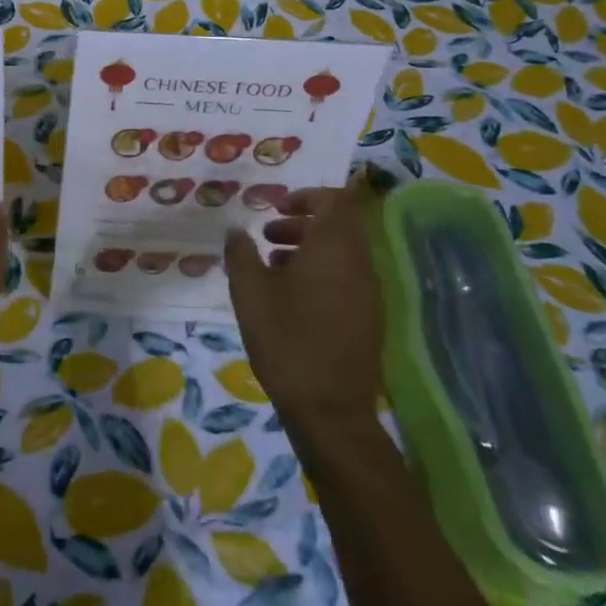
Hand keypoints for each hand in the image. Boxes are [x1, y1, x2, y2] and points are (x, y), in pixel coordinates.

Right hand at [224, 176, 384, 436]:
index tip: (278, 207)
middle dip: (303, 223)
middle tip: (267, 235)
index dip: (309, 195)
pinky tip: (288, 298)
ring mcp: (368, 295)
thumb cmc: (286, 339)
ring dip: (308, 249)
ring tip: (271, 266)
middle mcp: (360, 266)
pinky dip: (319, 274)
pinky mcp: (367, 321)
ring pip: (342, 254)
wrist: (329, 410)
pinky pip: (345, 280)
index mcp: (335, 250)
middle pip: (340, 226)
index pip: (339, 201)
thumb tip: (236, 230)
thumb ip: (241, 253)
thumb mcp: (249, 291)